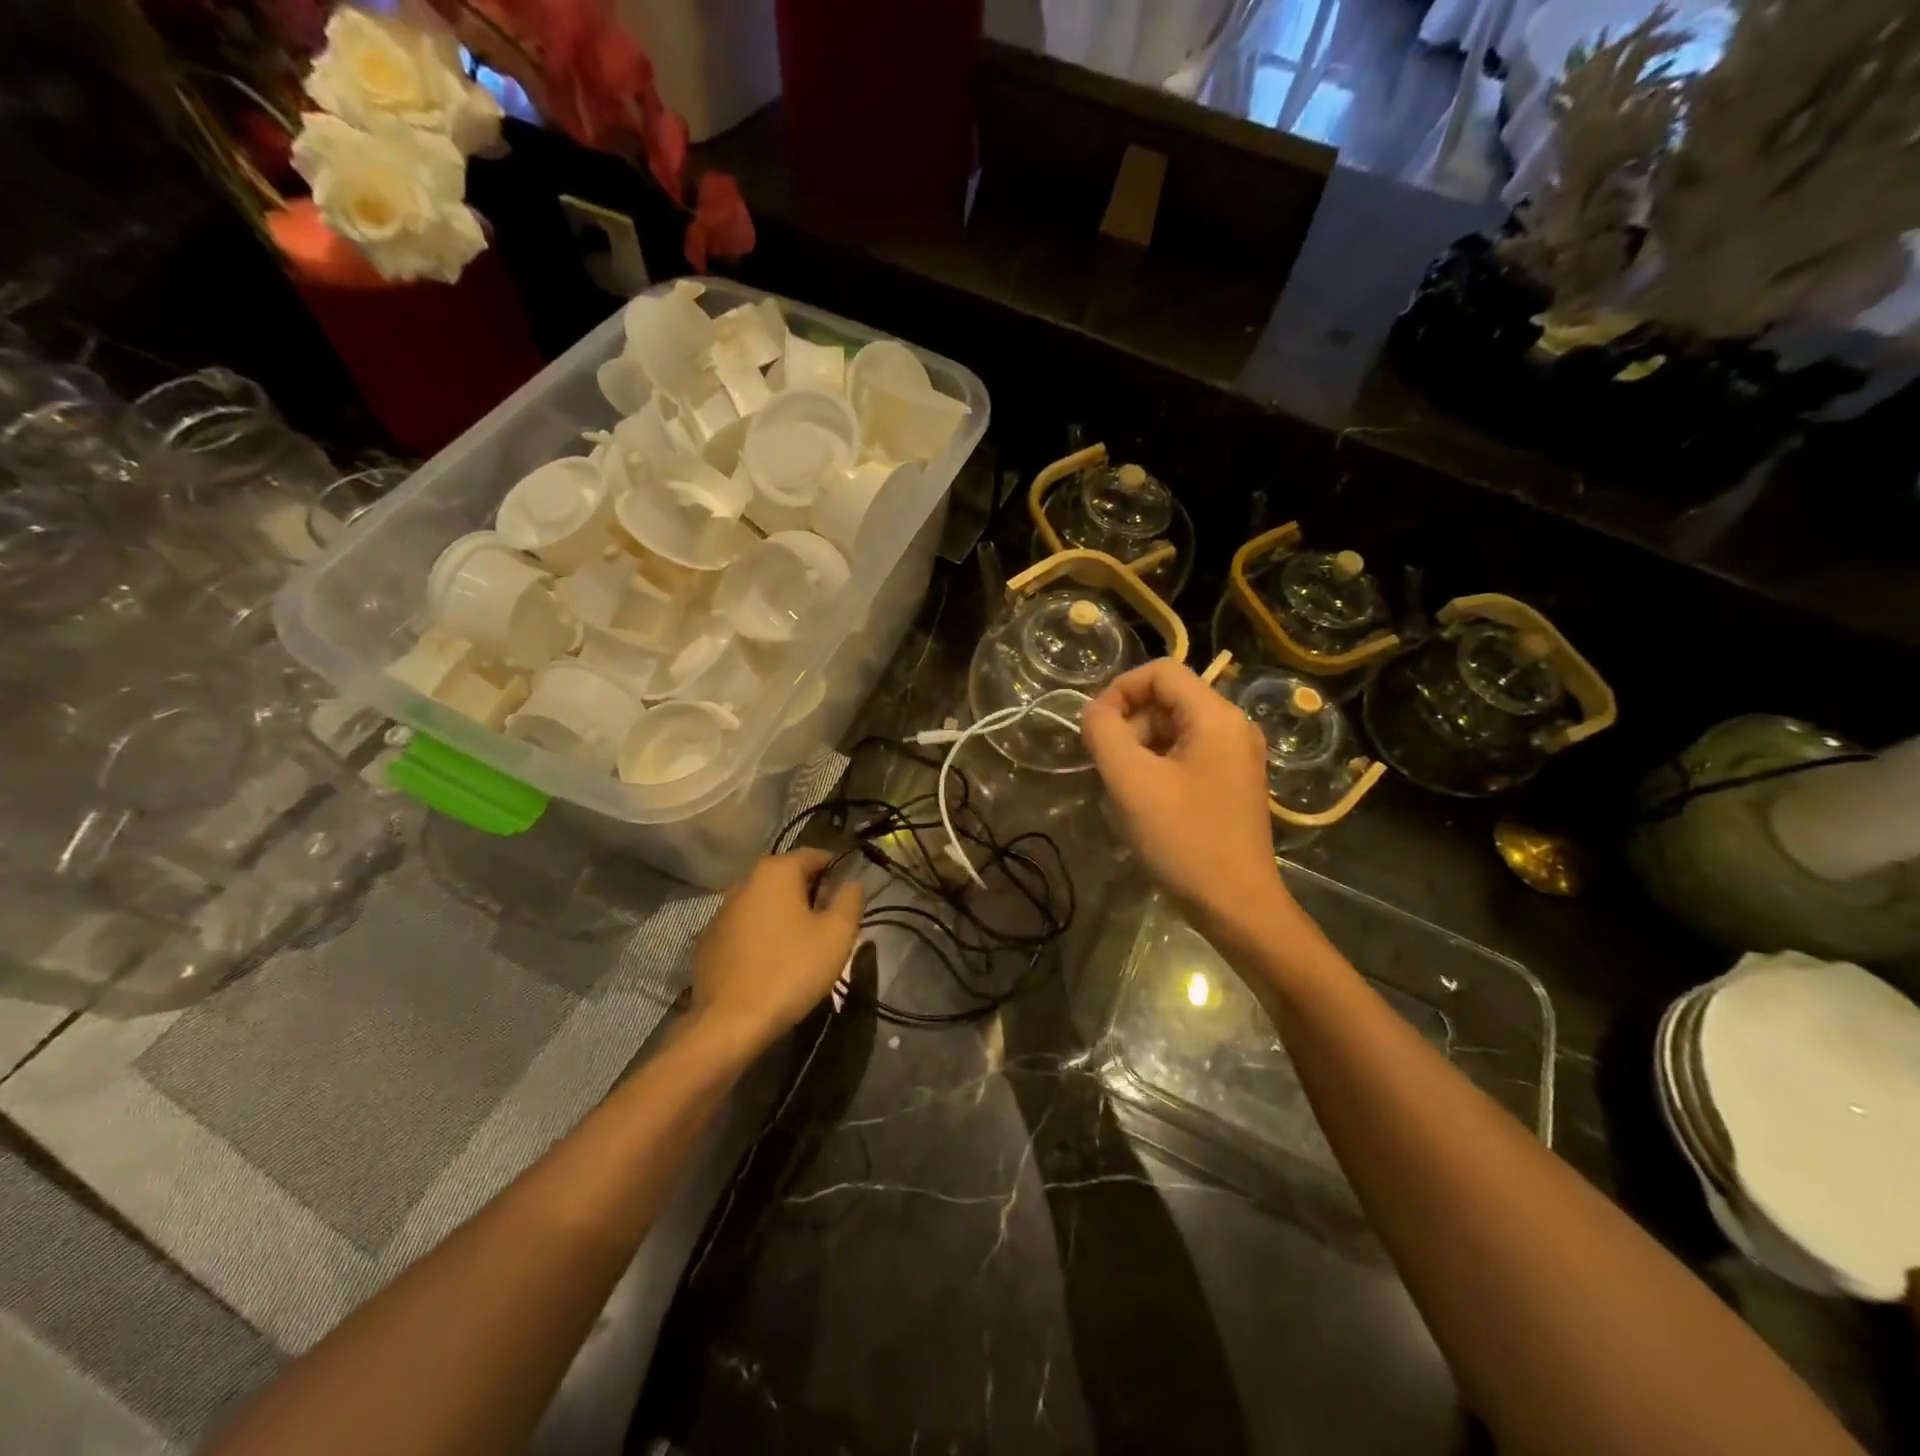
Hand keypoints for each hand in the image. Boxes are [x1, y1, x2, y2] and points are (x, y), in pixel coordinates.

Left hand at [688, 850, 862, 1056]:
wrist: (730, 1023)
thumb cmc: (791, 970)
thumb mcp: (837, 935)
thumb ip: (850, 901)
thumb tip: (852, 883)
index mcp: (775, 871)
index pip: (814, 855)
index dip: (836, 871)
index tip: (847, 898)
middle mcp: (744, 882)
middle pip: (787, 878)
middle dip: (810, 894)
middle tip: (829, 926)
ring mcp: (721, 911)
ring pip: (764, 903)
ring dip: (784, 916)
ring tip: (801, 947)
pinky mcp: (708, 941)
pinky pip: (745, 927)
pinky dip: (761, 935)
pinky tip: (771, 963)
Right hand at [1081, 659, 1291, 939]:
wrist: (1237, 906)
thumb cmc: (1184, 840)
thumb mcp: (1132, 782)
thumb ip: (1104, 733)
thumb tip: (1093, 711)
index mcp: (1217, 717)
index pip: (1161, 671)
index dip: (1120, 690)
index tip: (1095, 728)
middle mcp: (1233, 727)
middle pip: (1167, 699)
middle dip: (1129, 724)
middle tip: (1111, 767)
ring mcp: (1235, 756)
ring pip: (1173, 728)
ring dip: (1140, 748)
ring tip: (1126, 788)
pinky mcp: (1231, 782)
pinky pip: (1185, 754)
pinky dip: (1157, 766)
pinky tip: (1146, 801)